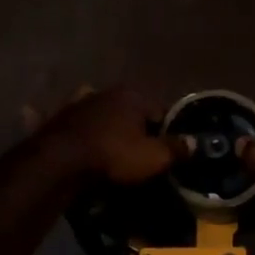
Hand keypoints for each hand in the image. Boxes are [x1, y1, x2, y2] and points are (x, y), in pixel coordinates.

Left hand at [32, 86, 190, 184]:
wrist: (60, 162)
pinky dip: (79, 128)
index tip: (168, 152)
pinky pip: (75, 123)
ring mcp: (78, 103)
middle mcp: (105, 92)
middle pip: (130, 111)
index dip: (167, 132)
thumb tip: (196, 143)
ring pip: (101, 113)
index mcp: (133, 95)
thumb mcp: (154, 157)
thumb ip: (177, 148)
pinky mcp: (57, 118)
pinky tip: (82, 141)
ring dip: (107, 125)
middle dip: (136, 127)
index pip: (160, 111)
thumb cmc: (114, 155)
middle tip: (140, 154)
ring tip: (112, 149)